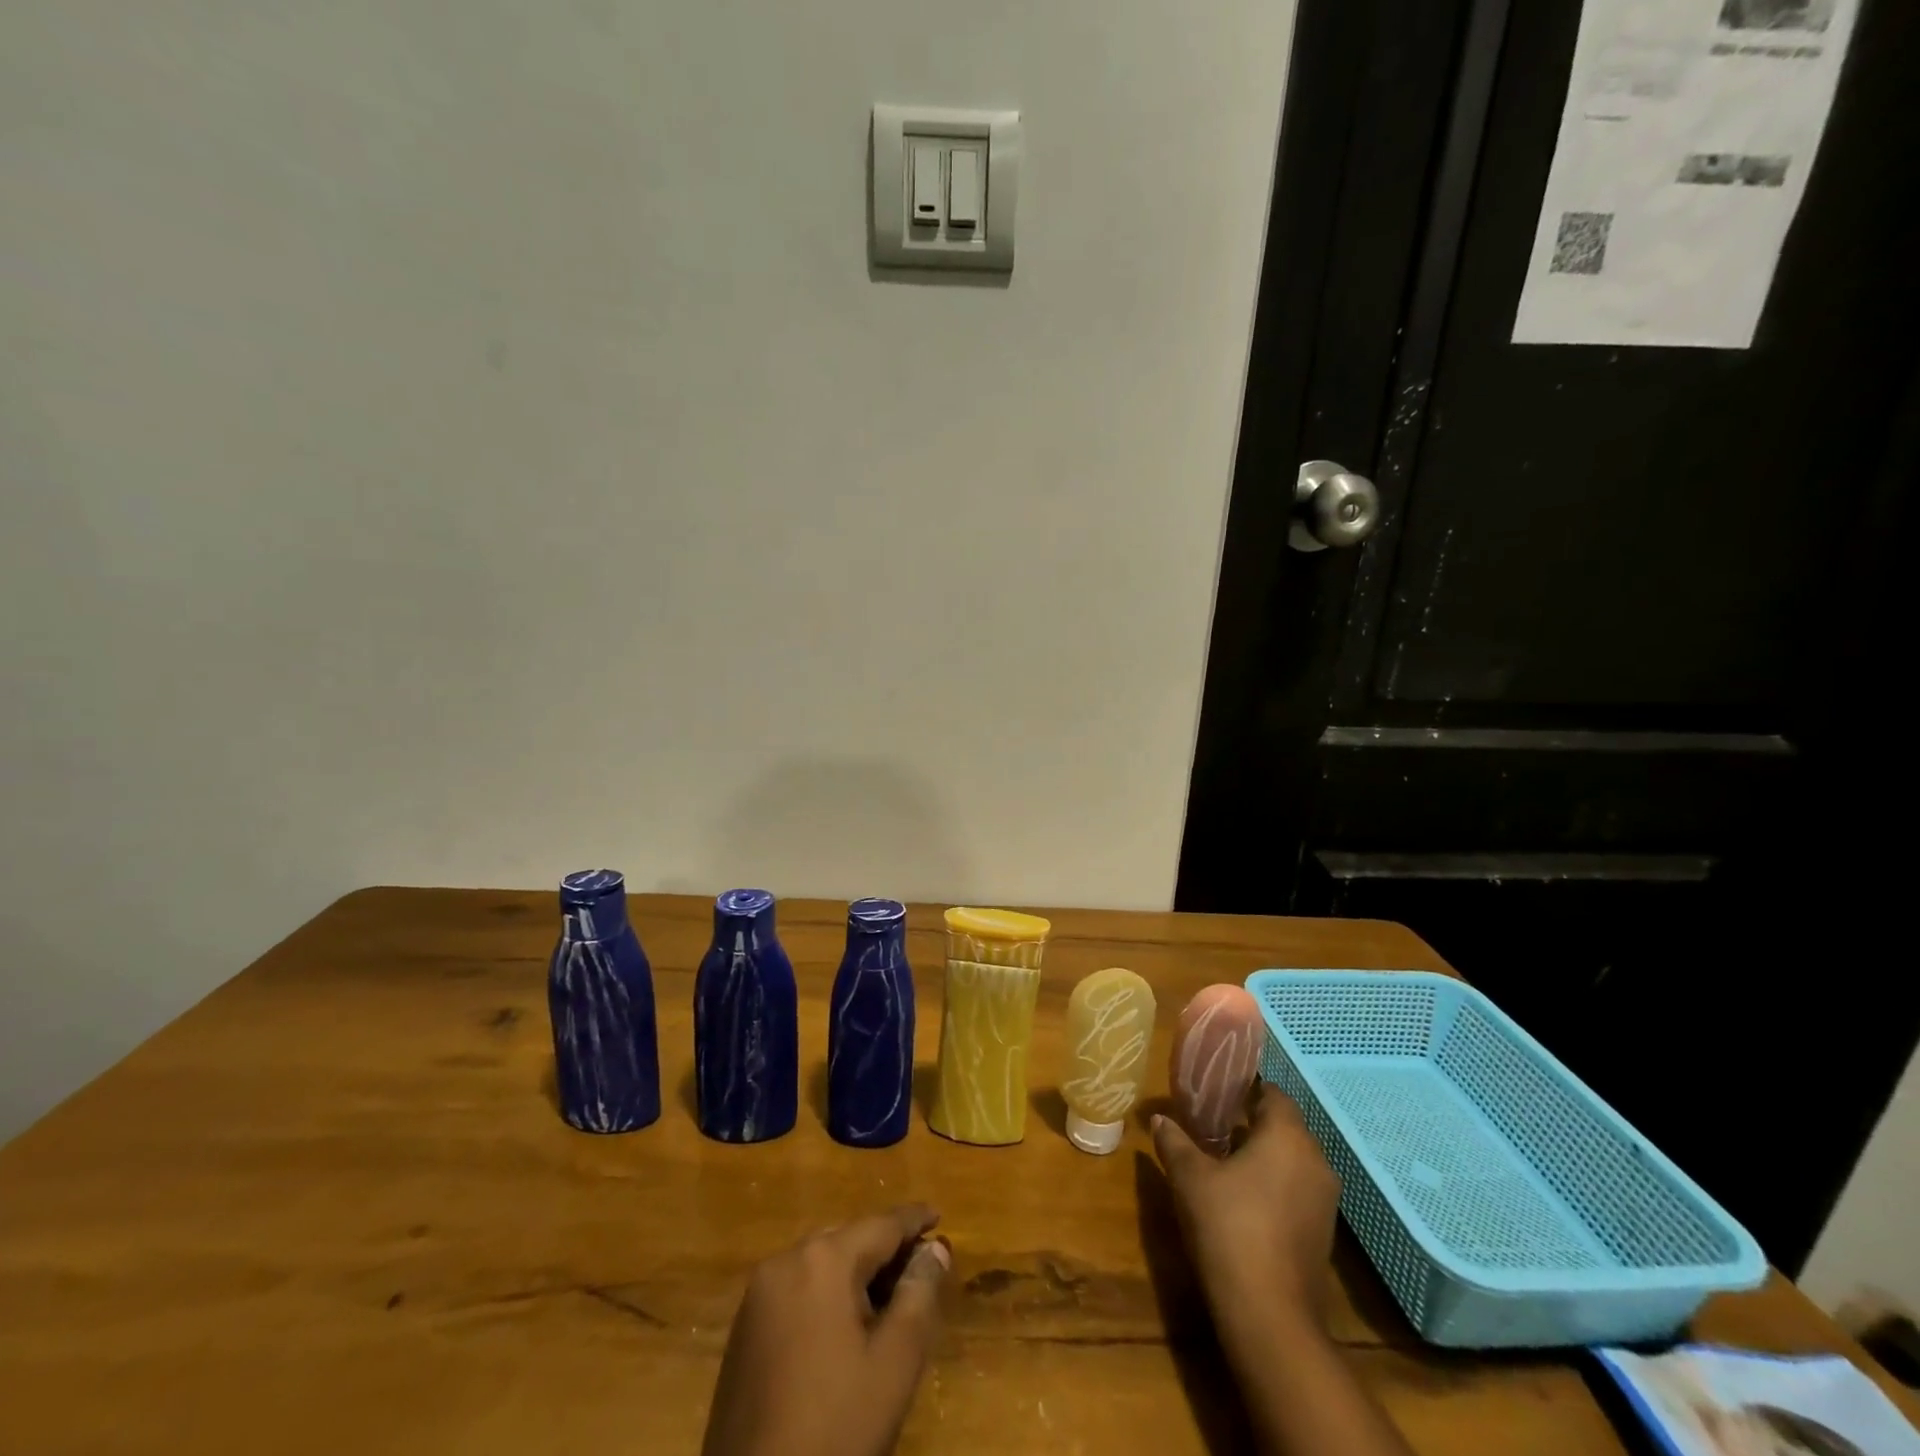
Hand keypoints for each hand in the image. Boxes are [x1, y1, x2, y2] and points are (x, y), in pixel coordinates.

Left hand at [701, 1205, 950, 1455]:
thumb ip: (919, 1295)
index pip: (881, 1225)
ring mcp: (758, 1295)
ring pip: (821, 1263)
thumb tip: (935, 1248)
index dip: (914, 1220)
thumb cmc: (835, 1428)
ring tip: (889, 1299)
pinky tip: (845, 1327)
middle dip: (885, 1250)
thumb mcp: (894, 1364)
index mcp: (823, 1260)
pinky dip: (826, 1294)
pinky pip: (797, 1289)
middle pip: (849, 1239)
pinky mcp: (744, 1328)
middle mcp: (786, 1260)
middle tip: (919, 1268)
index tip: (938, 1215)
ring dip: (855, 1273)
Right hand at [1152, 1082, 1341, 1347]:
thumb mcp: (1189, 1177)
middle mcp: (1316, 1160)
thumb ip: (1174, 1140)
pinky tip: (1244, 1199)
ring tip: (1225, 1161)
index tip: (1217, 1095)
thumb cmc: (1228, 1227)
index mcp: (1288, 1136)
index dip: (1246, 1090)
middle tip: (1213, 1125)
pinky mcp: (1324, 1232)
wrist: (1270, 1315)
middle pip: (1285, 1127)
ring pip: (1293, 1160)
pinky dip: (1275, 1185)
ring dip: (1265, 1156)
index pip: (1274, 1094)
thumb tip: (1158, 1118)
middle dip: (1252, 1123)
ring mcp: (1325, 1200)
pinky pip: (1298, 1190)